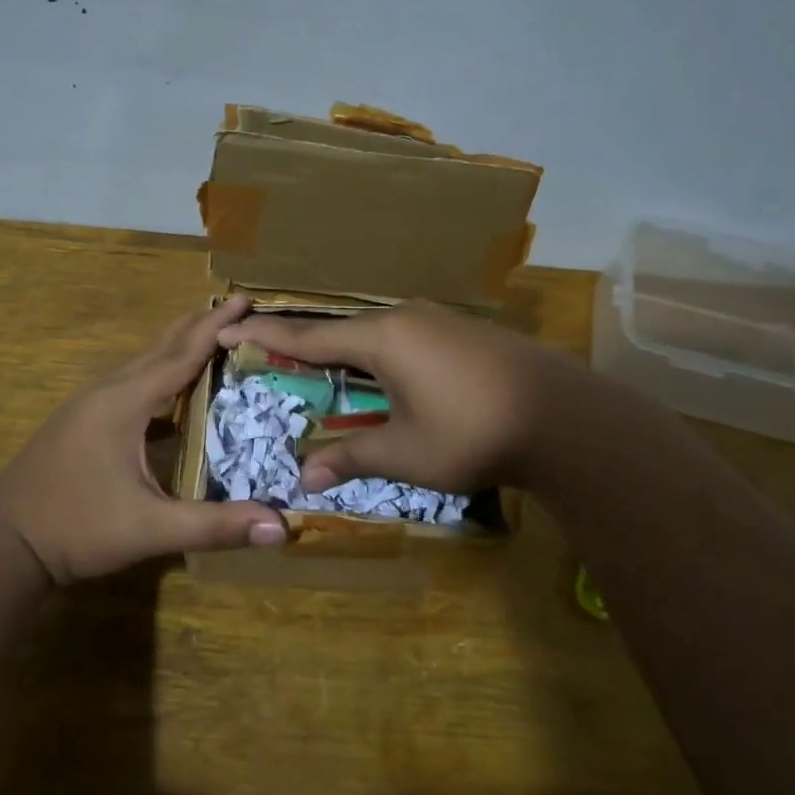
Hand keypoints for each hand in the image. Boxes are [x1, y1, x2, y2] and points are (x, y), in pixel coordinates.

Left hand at [0, 296, 286, 583]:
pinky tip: (173, 393)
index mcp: (124, 402)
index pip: (181, 355)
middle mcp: (107, 391)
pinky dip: (159, 375)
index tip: (246, 297)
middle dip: (199, 325)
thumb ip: (214, 526)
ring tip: (212, 338)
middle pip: (160, 347)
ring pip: (142, 364)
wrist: (1, 546)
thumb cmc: (75, 529)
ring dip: (177, 347)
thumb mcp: (149, 529)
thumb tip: (280, 526)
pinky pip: (130, 384)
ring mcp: (89, 405)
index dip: (216, 327)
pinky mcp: (81, 422)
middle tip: (237, 306)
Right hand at [217, 300, 586, 493]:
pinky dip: (379, 358)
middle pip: (341, 333)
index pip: (309, 337)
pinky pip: (404, 339)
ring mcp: (438, 320)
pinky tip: (383, 381)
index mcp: (382, 338)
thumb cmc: (473, 433)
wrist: (565, 417)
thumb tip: (303, 477)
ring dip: (346, 357)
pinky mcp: (462, 332)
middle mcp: (405, 317)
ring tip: (322, 376)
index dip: (266, 336)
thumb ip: (351, 457)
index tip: (229, 327)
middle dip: (305, 349)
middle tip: (271, 361)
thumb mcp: (406, 453)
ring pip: (375, 335)